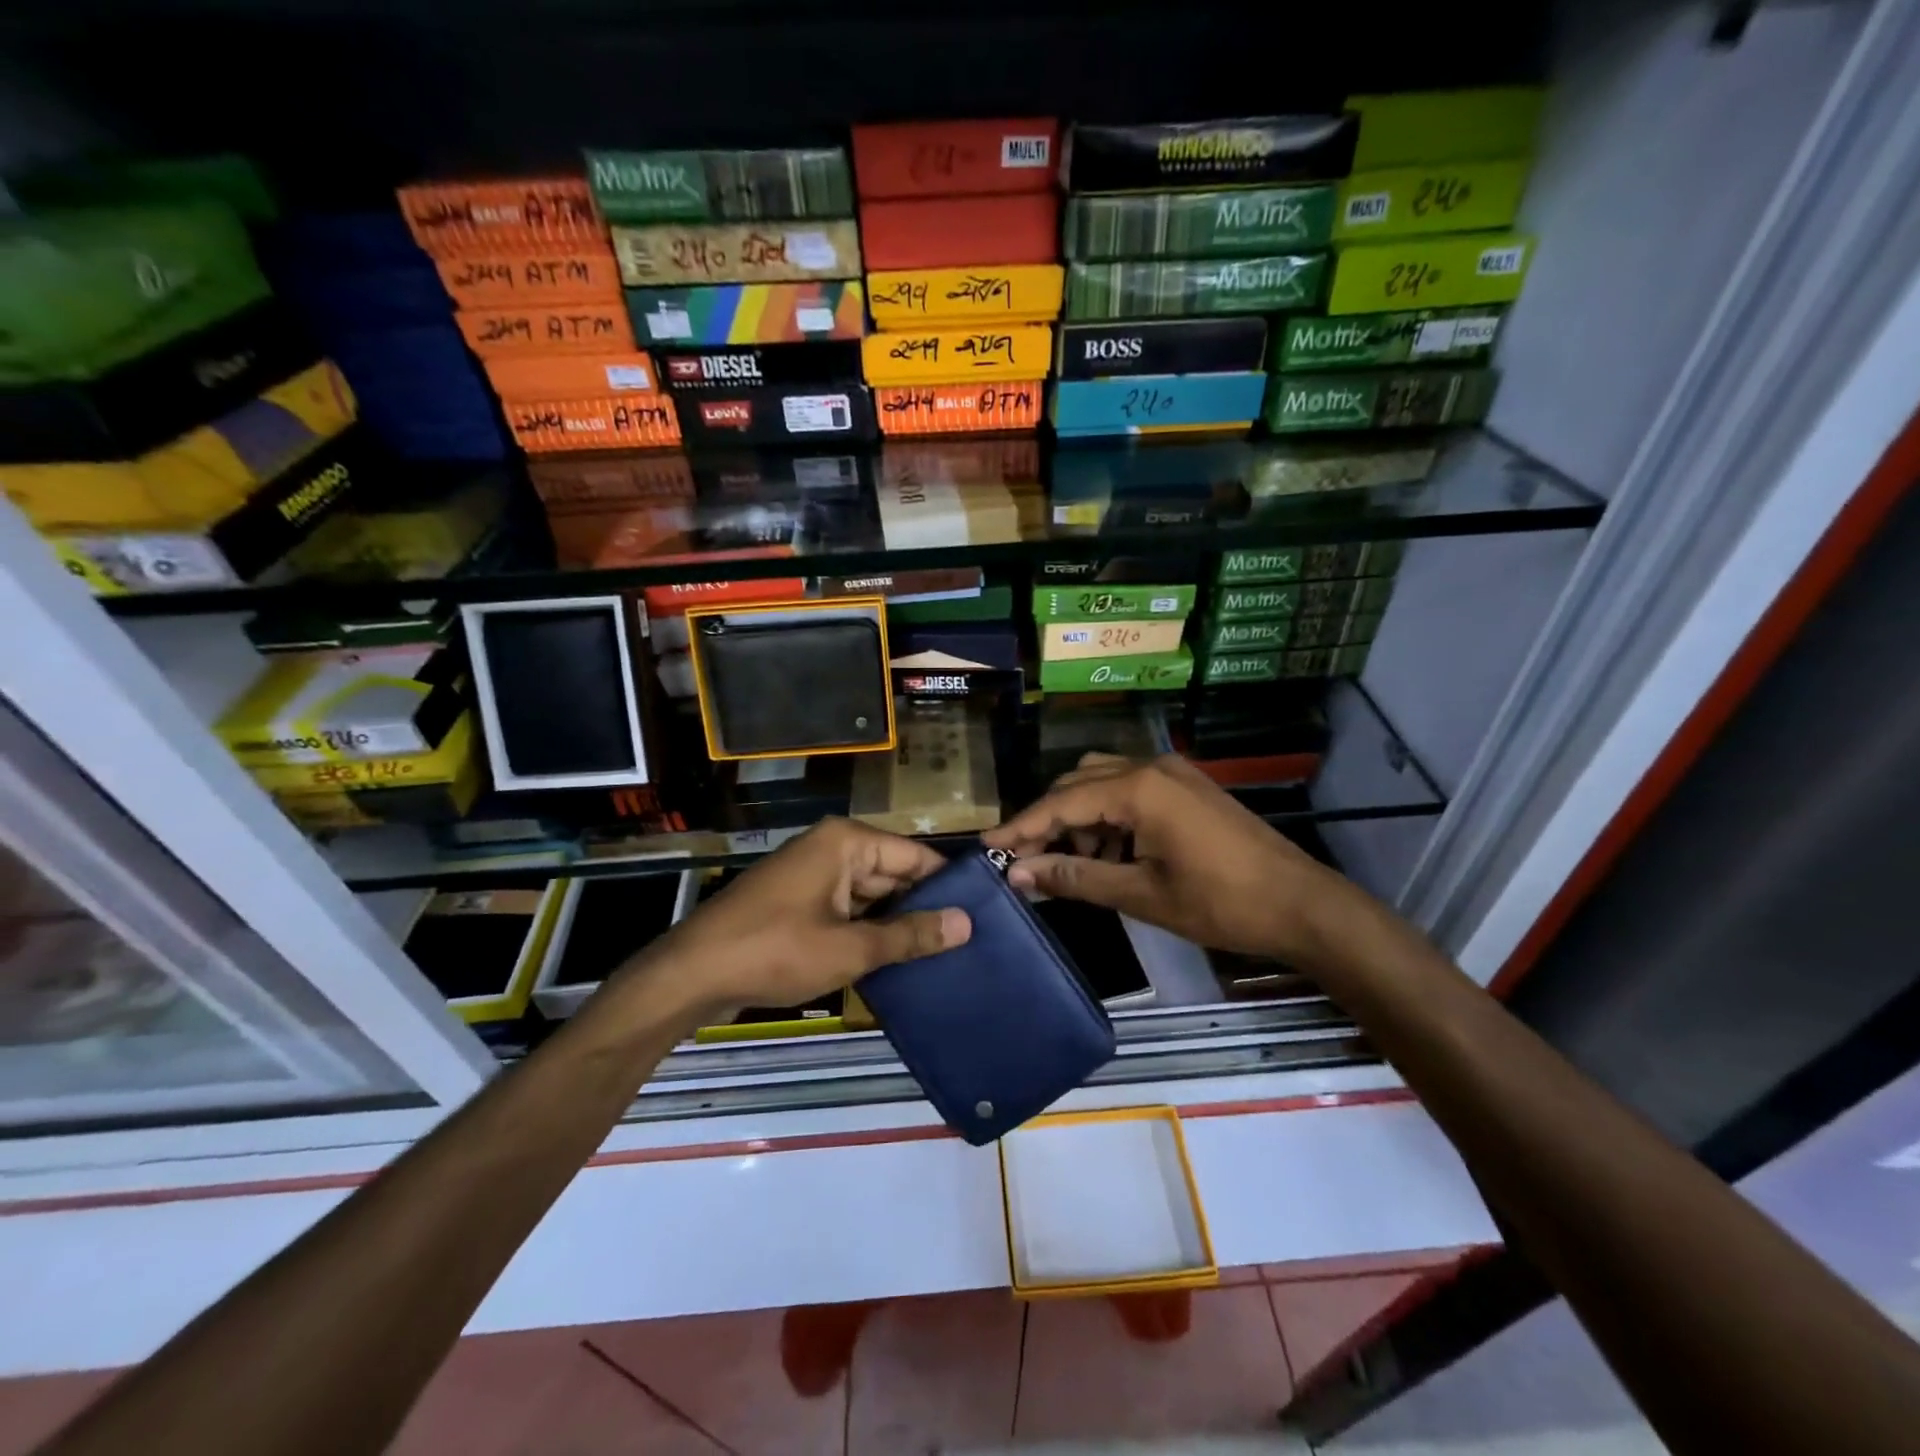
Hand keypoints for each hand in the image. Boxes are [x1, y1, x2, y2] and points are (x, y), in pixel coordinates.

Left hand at [643, 818, 970, 1016]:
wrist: (692, 974)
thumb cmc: (775, 950)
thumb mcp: (850, 947)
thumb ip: (910, 934)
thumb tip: (966, 924)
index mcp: (846, 841)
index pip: (915, 856)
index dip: (946, 885)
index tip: (981, 916)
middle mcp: (831, 847)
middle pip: (892, 874)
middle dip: (921, 907)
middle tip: (965, 943)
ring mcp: (812, 874)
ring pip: (870, 895)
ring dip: (894, 923)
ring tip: (941, 956)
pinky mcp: (798, 900)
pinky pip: (846, 909)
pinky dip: (866, 930)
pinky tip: (894, 960)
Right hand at [983, 753, 1355, 964]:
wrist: (1301, 904)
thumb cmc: (1220, 903)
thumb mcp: (1141, 894)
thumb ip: (1076, 878)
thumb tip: (1020, 874)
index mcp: (1138, 788)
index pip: (1061, 803)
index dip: (1022, 827)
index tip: (988, 847)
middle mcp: (1150, 767)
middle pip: (1078, 784)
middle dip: (1048, 821)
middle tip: (1025, 862)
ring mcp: (1172, 774)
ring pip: (1102, 784)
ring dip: (1078, 819)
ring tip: (1067, 865)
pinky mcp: (1187, 788)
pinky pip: (1130, 791)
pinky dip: (1108, 818)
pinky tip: (1107, 854)